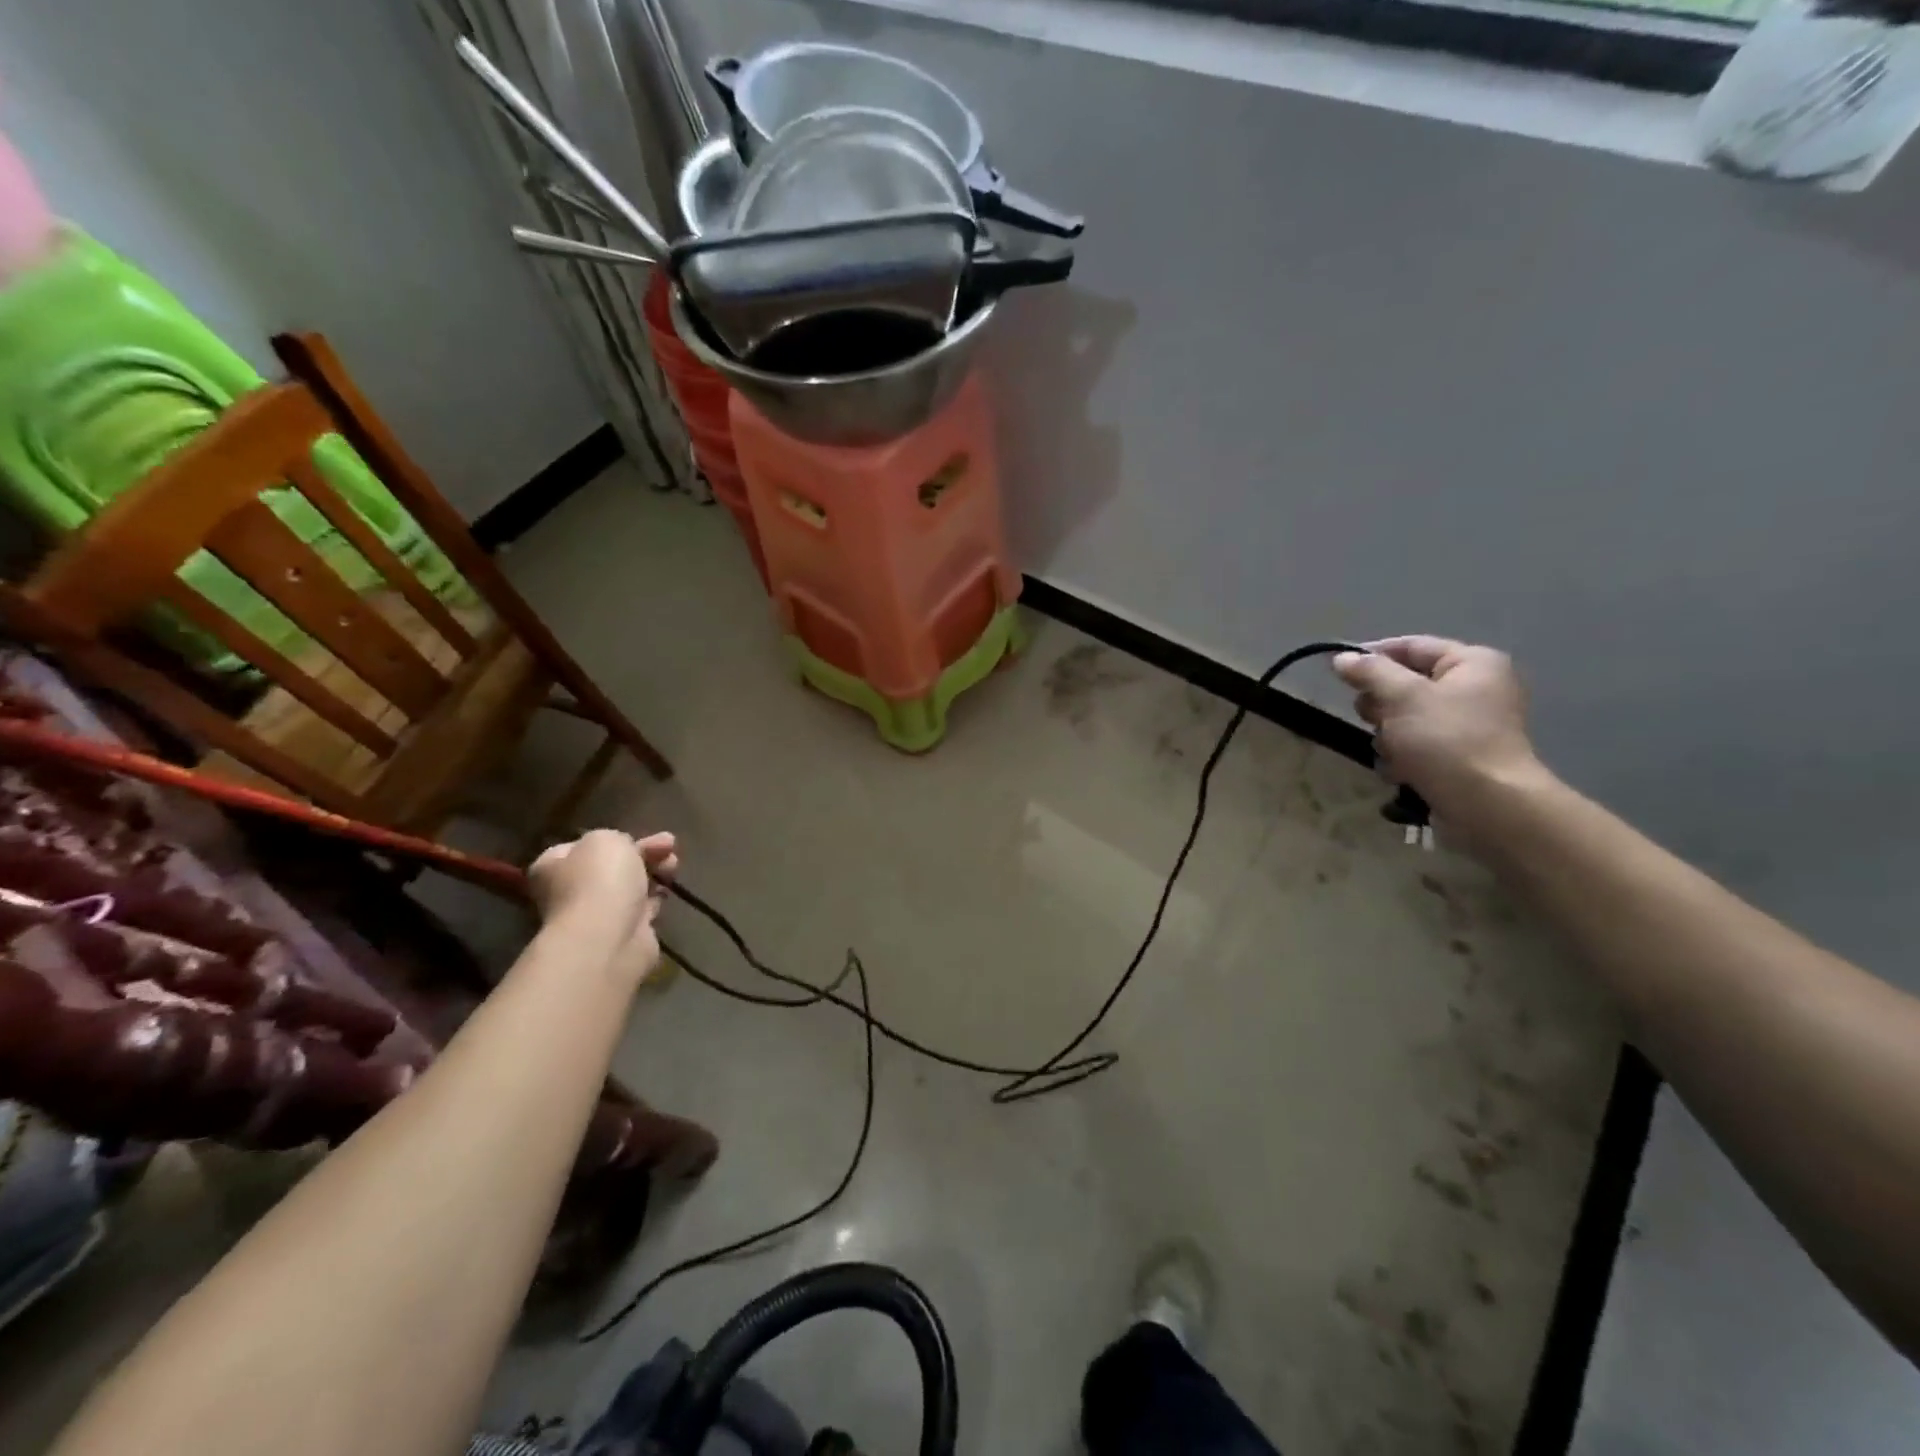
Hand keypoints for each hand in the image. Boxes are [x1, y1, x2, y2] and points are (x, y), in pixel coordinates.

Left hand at [529, 829, 677, 986]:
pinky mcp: (622, 935)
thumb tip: (624, 852)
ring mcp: (596, 916)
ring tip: (674, 864)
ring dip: (654, 872)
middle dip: (643, 853)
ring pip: (629, 887)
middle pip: (611, 866)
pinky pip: (641, 910)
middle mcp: (569, 892)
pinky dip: (656, 898)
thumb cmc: (599, 880)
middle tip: (669, 845)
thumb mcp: (606, 839)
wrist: (608, 938)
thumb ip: (615, 838)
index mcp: (553, 866)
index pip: (581, 847)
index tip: (637, 835)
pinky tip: (668, 889)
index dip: (612, 838)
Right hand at [1333, 637, 1547, 819]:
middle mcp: (1474, 689)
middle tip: (1370, 718)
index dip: (1372, 655)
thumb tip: (1341, 657)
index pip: (1411, 646)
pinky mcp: (1458, 756)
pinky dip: (1402, 757)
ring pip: (1404, 718)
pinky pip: (1416, 745)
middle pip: (1405, 684)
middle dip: (1381, 704)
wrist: (1487, 804)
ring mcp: (1467, 725)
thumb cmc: (1447, 740)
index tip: (1338, 671)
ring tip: (1391, 752)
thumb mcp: (1402, 696)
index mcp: (1472, 663)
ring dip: (1387, 735)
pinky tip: (1401, 771)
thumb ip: (1370, 672)